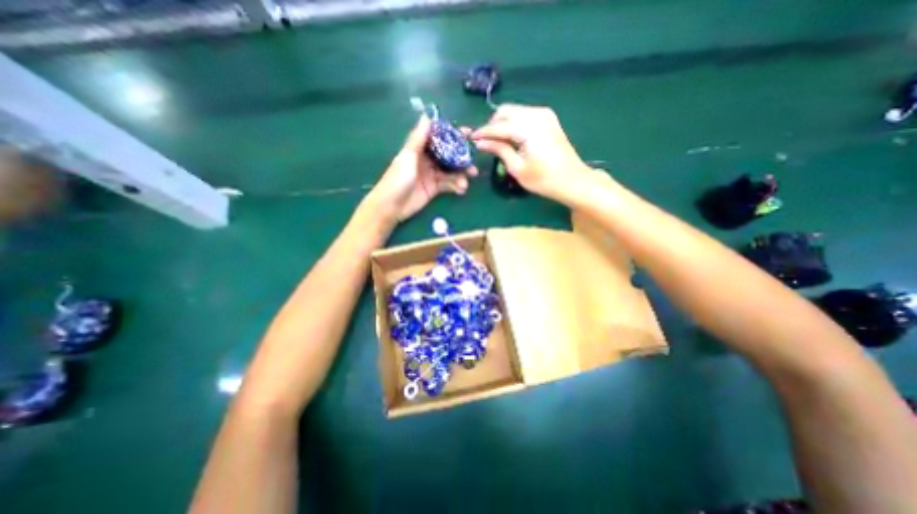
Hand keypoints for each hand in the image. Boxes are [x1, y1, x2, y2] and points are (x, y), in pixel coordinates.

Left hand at [367, 114, 480, 220]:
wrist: (391, 206)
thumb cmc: (397, 179)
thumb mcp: (408, 157)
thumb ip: (418, 139)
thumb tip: (427, 116)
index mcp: (419, 149)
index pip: (439, 138)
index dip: (453, 135)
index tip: (468, 133)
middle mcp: (427, 160)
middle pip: (448, 155)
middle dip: (461, 157)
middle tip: (473, 161)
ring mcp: (431, 175)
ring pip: (450, 171)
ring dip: (461, 174)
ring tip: (468, 180)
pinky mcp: (434, 189)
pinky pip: (448, 185)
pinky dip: (456, 186)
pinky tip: (462, 189)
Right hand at [472, 105, 594, 201]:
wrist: (572, 180)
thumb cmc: (544, 180)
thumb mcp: (517, 168)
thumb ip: (499, 150)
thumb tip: (480, 142)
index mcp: (529, 128)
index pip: (499, 125)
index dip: (483, 132)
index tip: (470, 139)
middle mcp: (537, 114)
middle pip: (506, 111)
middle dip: (492, 125)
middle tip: (485, 142)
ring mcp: (544, 114)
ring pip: (514, 111)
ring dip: (502, 123)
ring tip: (496, 141)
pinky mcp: (548, 118)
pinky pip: (524, 114)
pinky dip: (513, 123)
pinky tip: (510, 137)